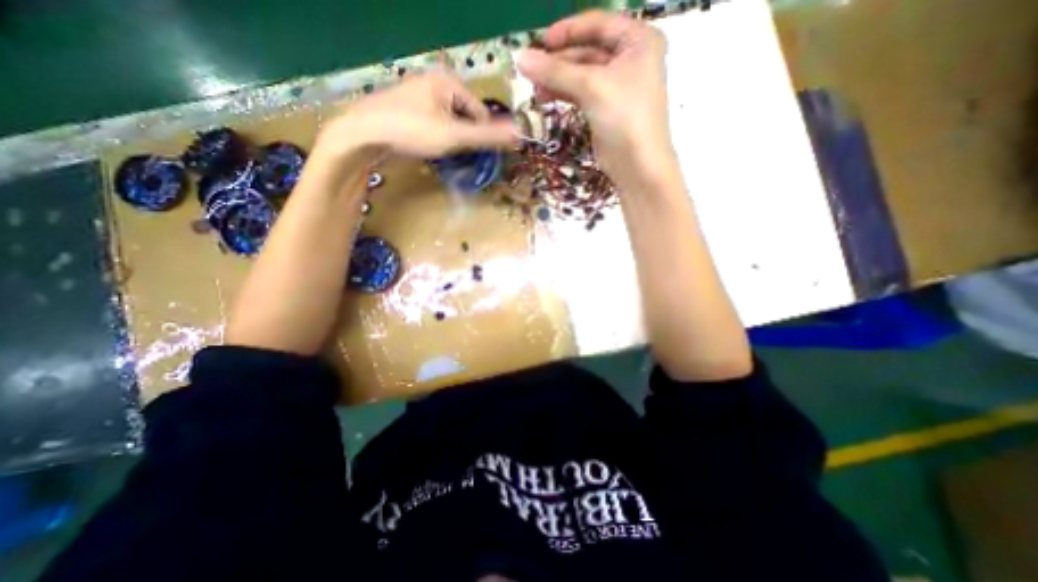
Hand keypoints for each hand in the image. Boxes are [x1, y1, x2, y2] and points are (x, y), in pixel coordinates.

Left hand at [312, 70, 513, 157]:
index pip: (480, 111)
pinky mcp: (407, 109)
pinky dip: (437, 137)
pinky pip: (434, 123)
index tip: (478, 156)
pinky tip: (428, 149)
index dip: (482, 136)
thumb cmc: (411, 131)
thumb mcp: (454, 136)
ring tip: (443, 155)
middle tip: (458, 157)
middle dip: (465, 138)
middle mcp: (433, 82)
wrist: (362, 135)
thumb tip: (519, 134)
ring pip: (449, 121)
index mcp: (447, 81)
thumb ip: (487, 135)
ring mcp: (418, 95)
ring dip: (451, 140)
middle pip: (464, 116)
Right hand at [519, 12, 673, 174]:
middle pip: (587, 51)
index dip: (567, 31)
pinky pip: (582, 93)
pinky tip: (545, 97)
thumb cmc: (624, 117)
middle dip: (559, 61)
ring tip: (534, 88)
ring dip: (558, 79)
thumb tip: (521, 58)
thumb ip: (556, 71)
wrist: (636, 165)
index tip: (540, 42)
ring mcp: (618, 86)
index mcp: (637, 40)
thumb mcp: (591, 87)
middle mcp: (630, 59)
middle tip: (530, 70)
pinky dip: (564, 94)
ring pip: (582, 74)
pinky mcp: (606, 108)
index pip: (598, 24)